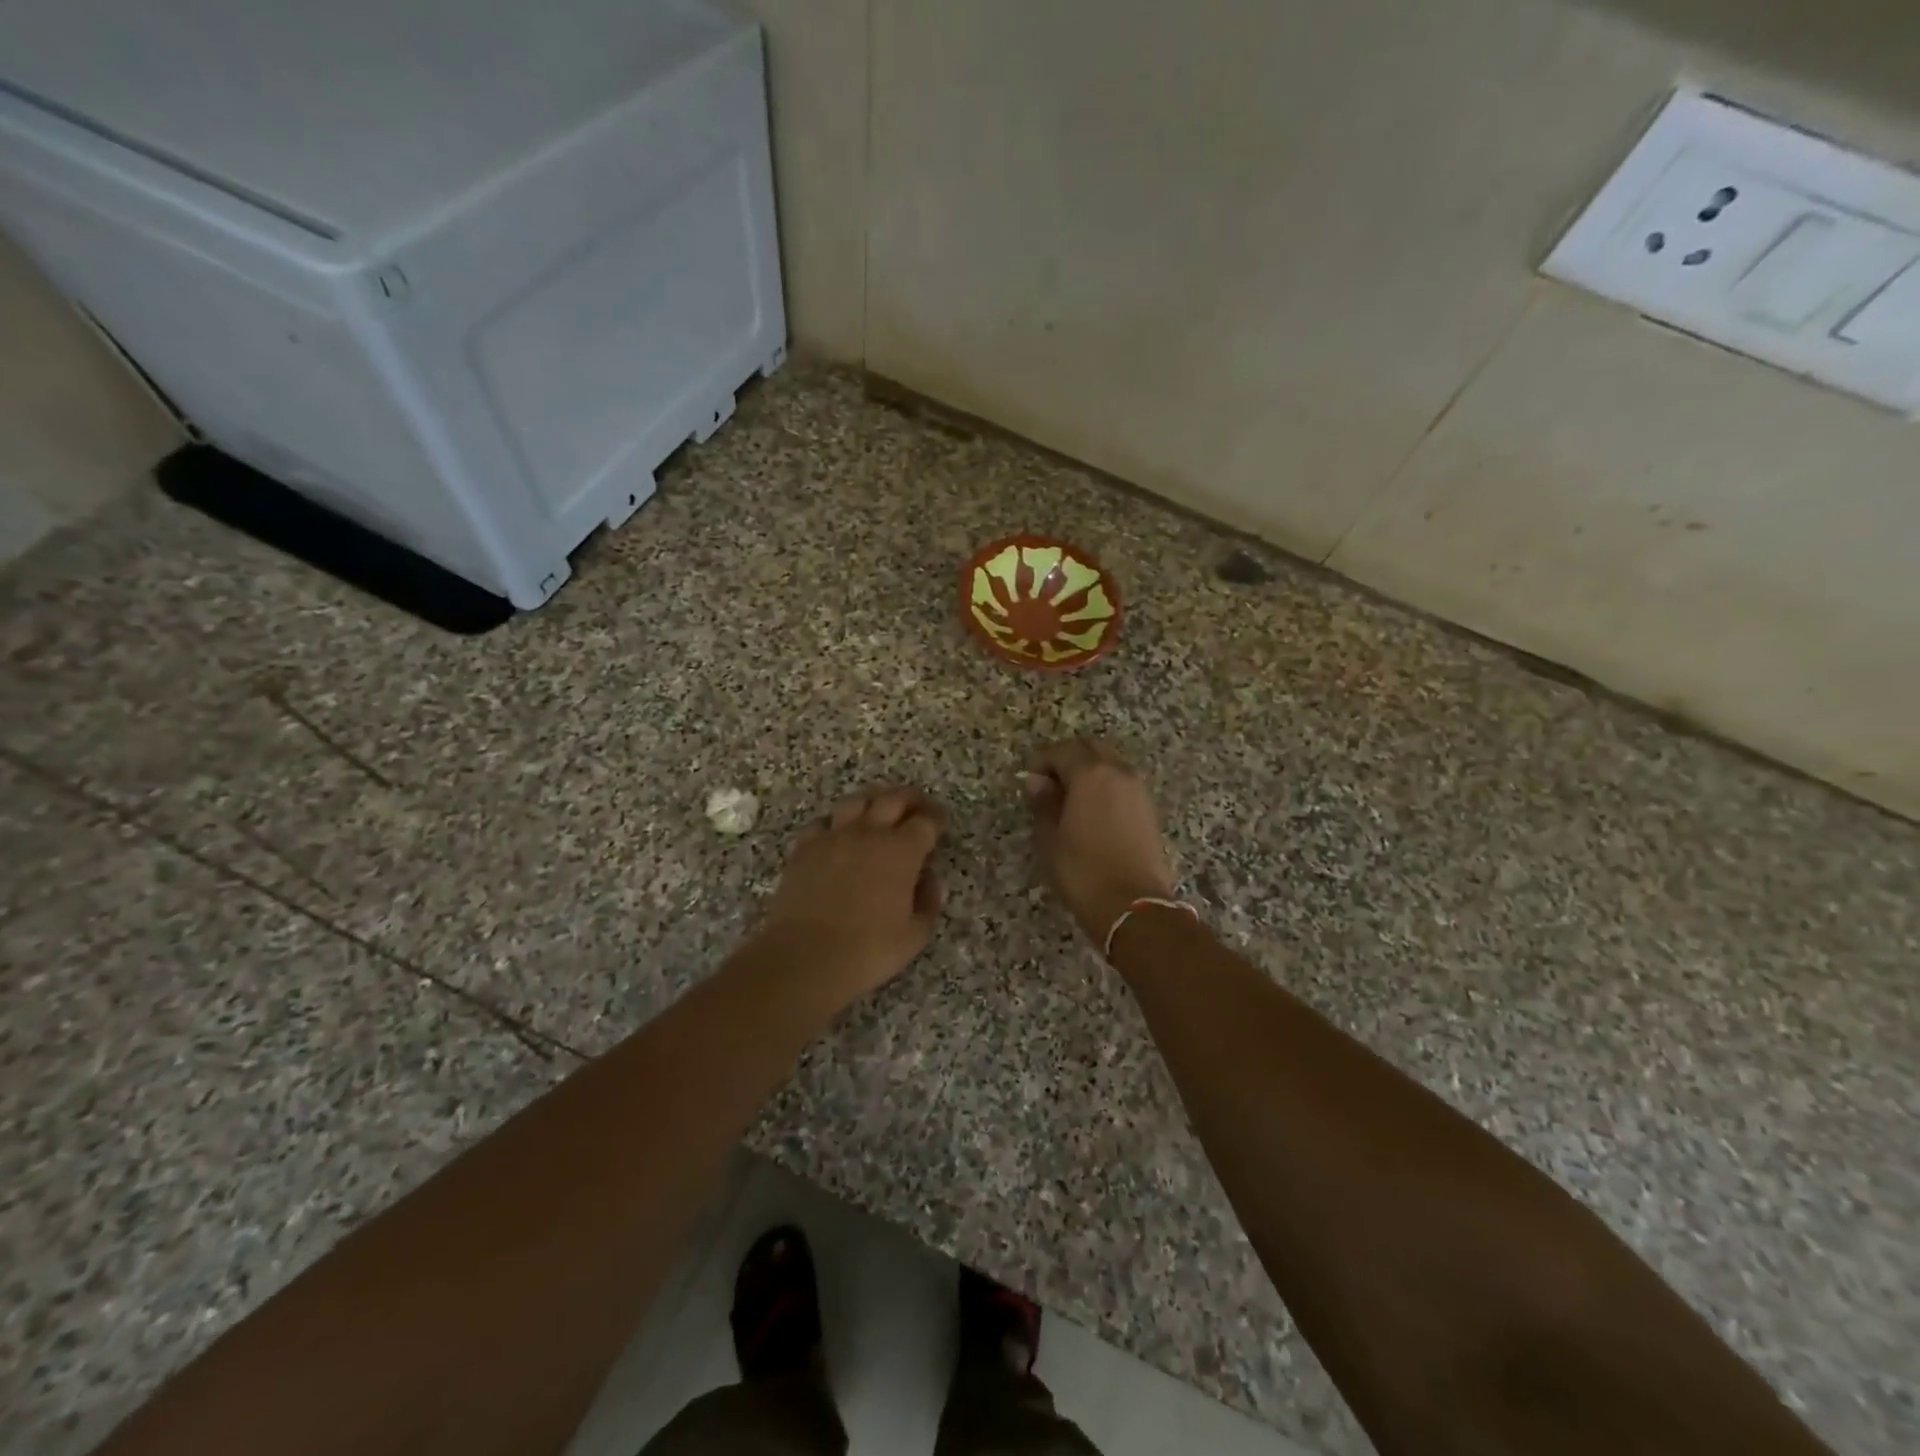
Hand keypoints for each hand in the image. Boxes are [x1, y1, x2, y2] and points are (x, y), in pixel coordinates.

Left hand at [757, 786, 947, 1002]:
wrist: (805, 957)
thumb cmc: (868, 950)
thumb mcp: (915, 934)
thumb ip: (929, 902)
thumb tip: (930, 879)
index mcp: (901, 851)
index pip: (926, 821)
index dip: (937, 818)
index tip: (941, 823)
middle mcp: (869, 833)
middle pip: (893, 798)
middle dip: (911, 798)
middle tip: (918, 806)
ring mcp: (833, 836)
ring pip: (856, 801)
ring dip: (874, 800)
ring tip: (879, 809)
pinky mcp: (804, 848)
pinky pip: (823, 822)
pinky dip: (836, 822)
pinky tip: (839, 833)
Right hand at [1024, 739, 1177, 945]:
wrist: (1135, 907)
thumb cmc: (1083, 871)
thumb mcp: (1050, 838)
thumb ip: (1043, 803)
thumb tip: (1036, 781)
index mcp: (1091, 774)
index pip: (1063, 750)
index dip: (1042, 761)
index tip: (1029, 781)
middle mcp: (1119, 773)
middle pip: (1091, 750)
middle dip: (1068, 760)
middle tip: (1049, 785)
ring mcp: (1139, 791)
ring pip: (1110, 765)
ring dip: (1089, 773)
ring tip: (1069, 801)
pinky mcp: (1149, 811)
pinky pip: (1122, 785)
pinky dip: (1105, 788)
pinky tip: (1092, 814)